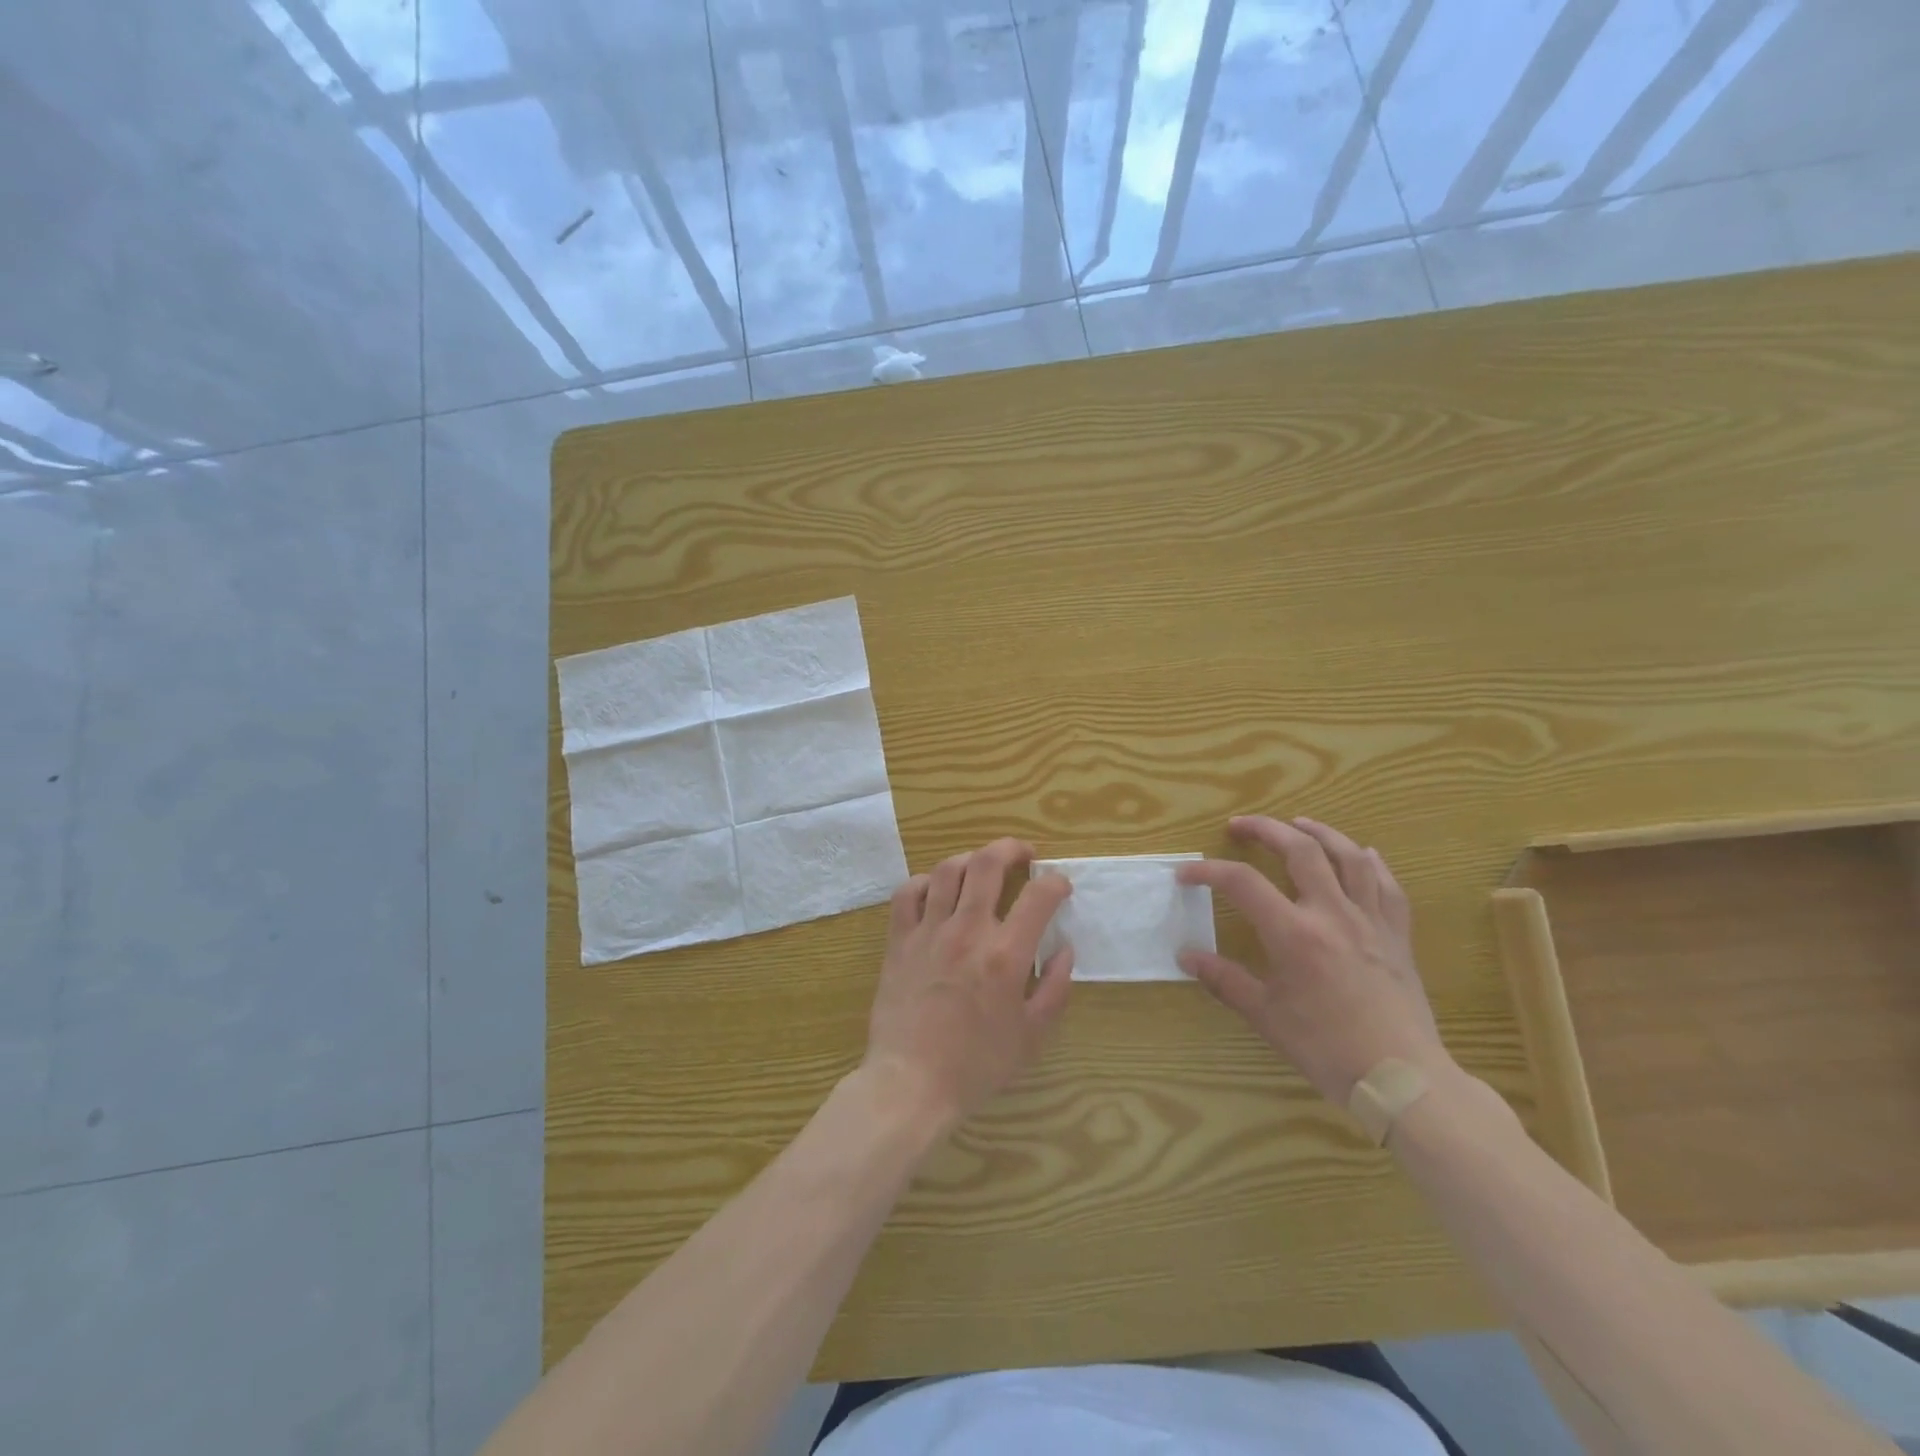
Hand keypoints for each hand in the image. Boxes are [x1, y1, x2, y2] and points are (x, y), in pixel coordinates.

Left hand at [862, 838, 1074, 1128]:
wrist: (910, 1083)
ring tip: (982, 868)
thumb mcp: (1031, 1037)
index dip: (1055, 882)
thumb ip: (1055, 988)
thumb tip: (1064, 949)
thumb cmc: (976, 1065)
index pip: (1038, 896)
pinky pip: (908, 892)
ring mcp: (928, 931)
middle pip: (988, 864)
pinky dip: (925, 882)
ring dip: (970, 859)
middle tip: (1023, 855)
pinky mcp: (899, 940)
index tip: (1060, 886)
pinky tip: (936, 891)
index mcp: (1005, 955)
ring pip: (947, 870)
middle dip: (1011, 849)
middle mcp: (967, 931)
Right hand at [1178, 816, 1447, 1102]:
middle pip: (1299, 850)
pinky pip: (1387, 885)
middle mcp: (1333, 914)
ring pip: (1348, 856)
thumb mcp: (1266, 1017)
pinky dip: (1370, 862)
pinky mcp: (1397, 934)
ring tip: (1298, 823)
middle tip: (1240, 826)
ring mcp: (1370, 920)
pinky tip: (1361, 854)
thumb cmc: (1327, 1048)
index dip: (1209, 871)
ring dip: (1319, 832)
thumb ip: (1224, 980)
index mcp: (1295, 934)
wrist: (1402, 1079)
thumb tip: (1186, 957)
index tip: (1186, 875)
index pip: (1242, 883)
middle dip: (1265, 829)